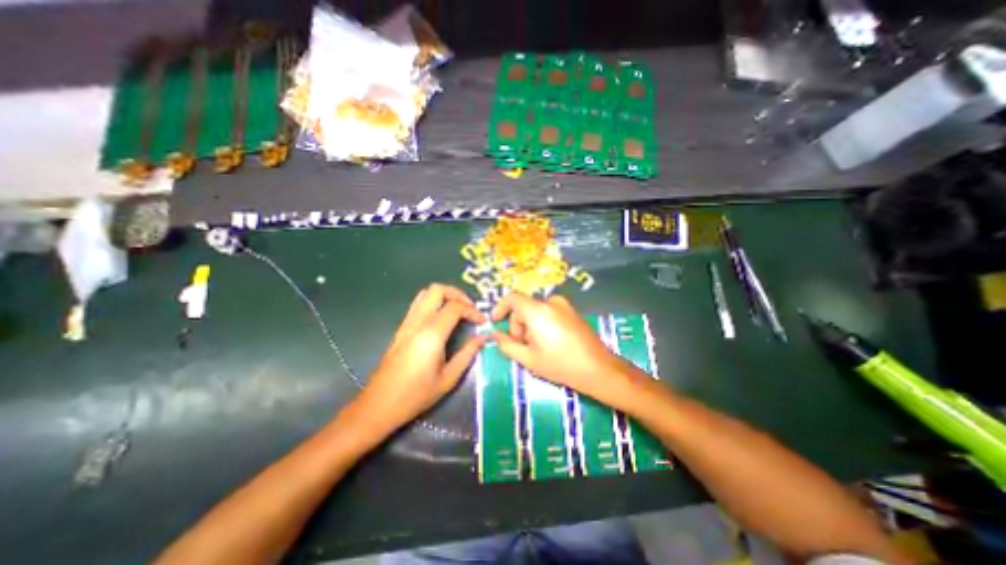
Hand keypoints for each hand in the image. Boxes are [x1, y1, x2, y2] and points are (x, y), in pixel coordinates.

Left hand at [355, 282, 488, 431]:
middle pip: (437, 289)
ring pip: (425, 293)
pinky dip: (434, 303)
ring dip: (445, 296)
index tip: (482, 322)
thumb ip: (467, 354)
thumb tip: (483, 338)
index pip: (455, 307)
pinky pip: (418, 304)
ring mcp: (407, 323)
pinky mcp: (401, 328)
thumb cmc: (415, 395)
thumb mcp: (448, 378)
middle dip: (457, 294)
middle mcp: (417, 322)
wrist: (379, 405)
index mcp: (431, 334)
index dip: (472, 311)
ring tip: (458, 310)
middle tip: (470, 309)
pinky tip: (442, 319)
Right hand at [491, 291, 644, 404]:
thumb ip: (507, 345)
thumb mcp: (528, 359)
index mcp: (537, 310)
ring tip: (538, 348)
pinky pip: (549, 312)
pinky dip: (542, 324)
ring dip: (530, 326)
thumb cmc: (561, 364)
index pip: (512, 298)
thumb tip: (495, 335)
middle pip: (524, 307)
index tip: (495, 322)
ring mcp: (564, 305)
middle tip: (522, 346)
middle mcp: (550, 302)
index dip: (500, 308)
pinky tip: (551, 343)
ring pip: (536, 311)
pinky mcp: (572, 311)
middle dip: (517, 325)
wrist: (598, 368)